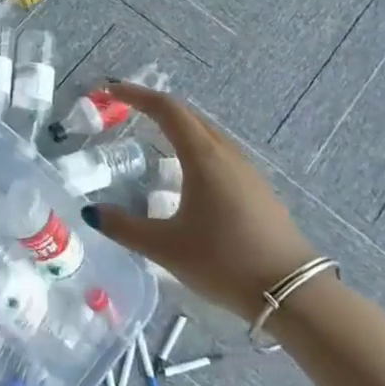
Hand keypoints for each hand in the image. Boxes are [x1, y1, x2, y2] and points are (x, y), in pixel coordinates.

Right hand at [82, 83, 317, 321]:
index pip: (167, 110)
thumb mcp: (165, 248)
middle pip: (188, 115)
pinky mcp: (257, 189)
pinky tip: (187, 172)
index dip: (137, 95)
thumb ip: (124, 228)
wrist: (293, 293)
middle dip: (155, 106)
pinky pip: (219, 152)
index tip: (111, 92)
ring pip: (207, 133)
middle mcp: (226, 154)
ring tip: (152, 135)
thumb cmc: (224, 262)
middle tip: (126, 109)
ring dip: (178, 125)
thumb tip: (91, 212)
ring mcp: (247, 171)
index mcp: (203, 158)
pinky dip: (195, 146)